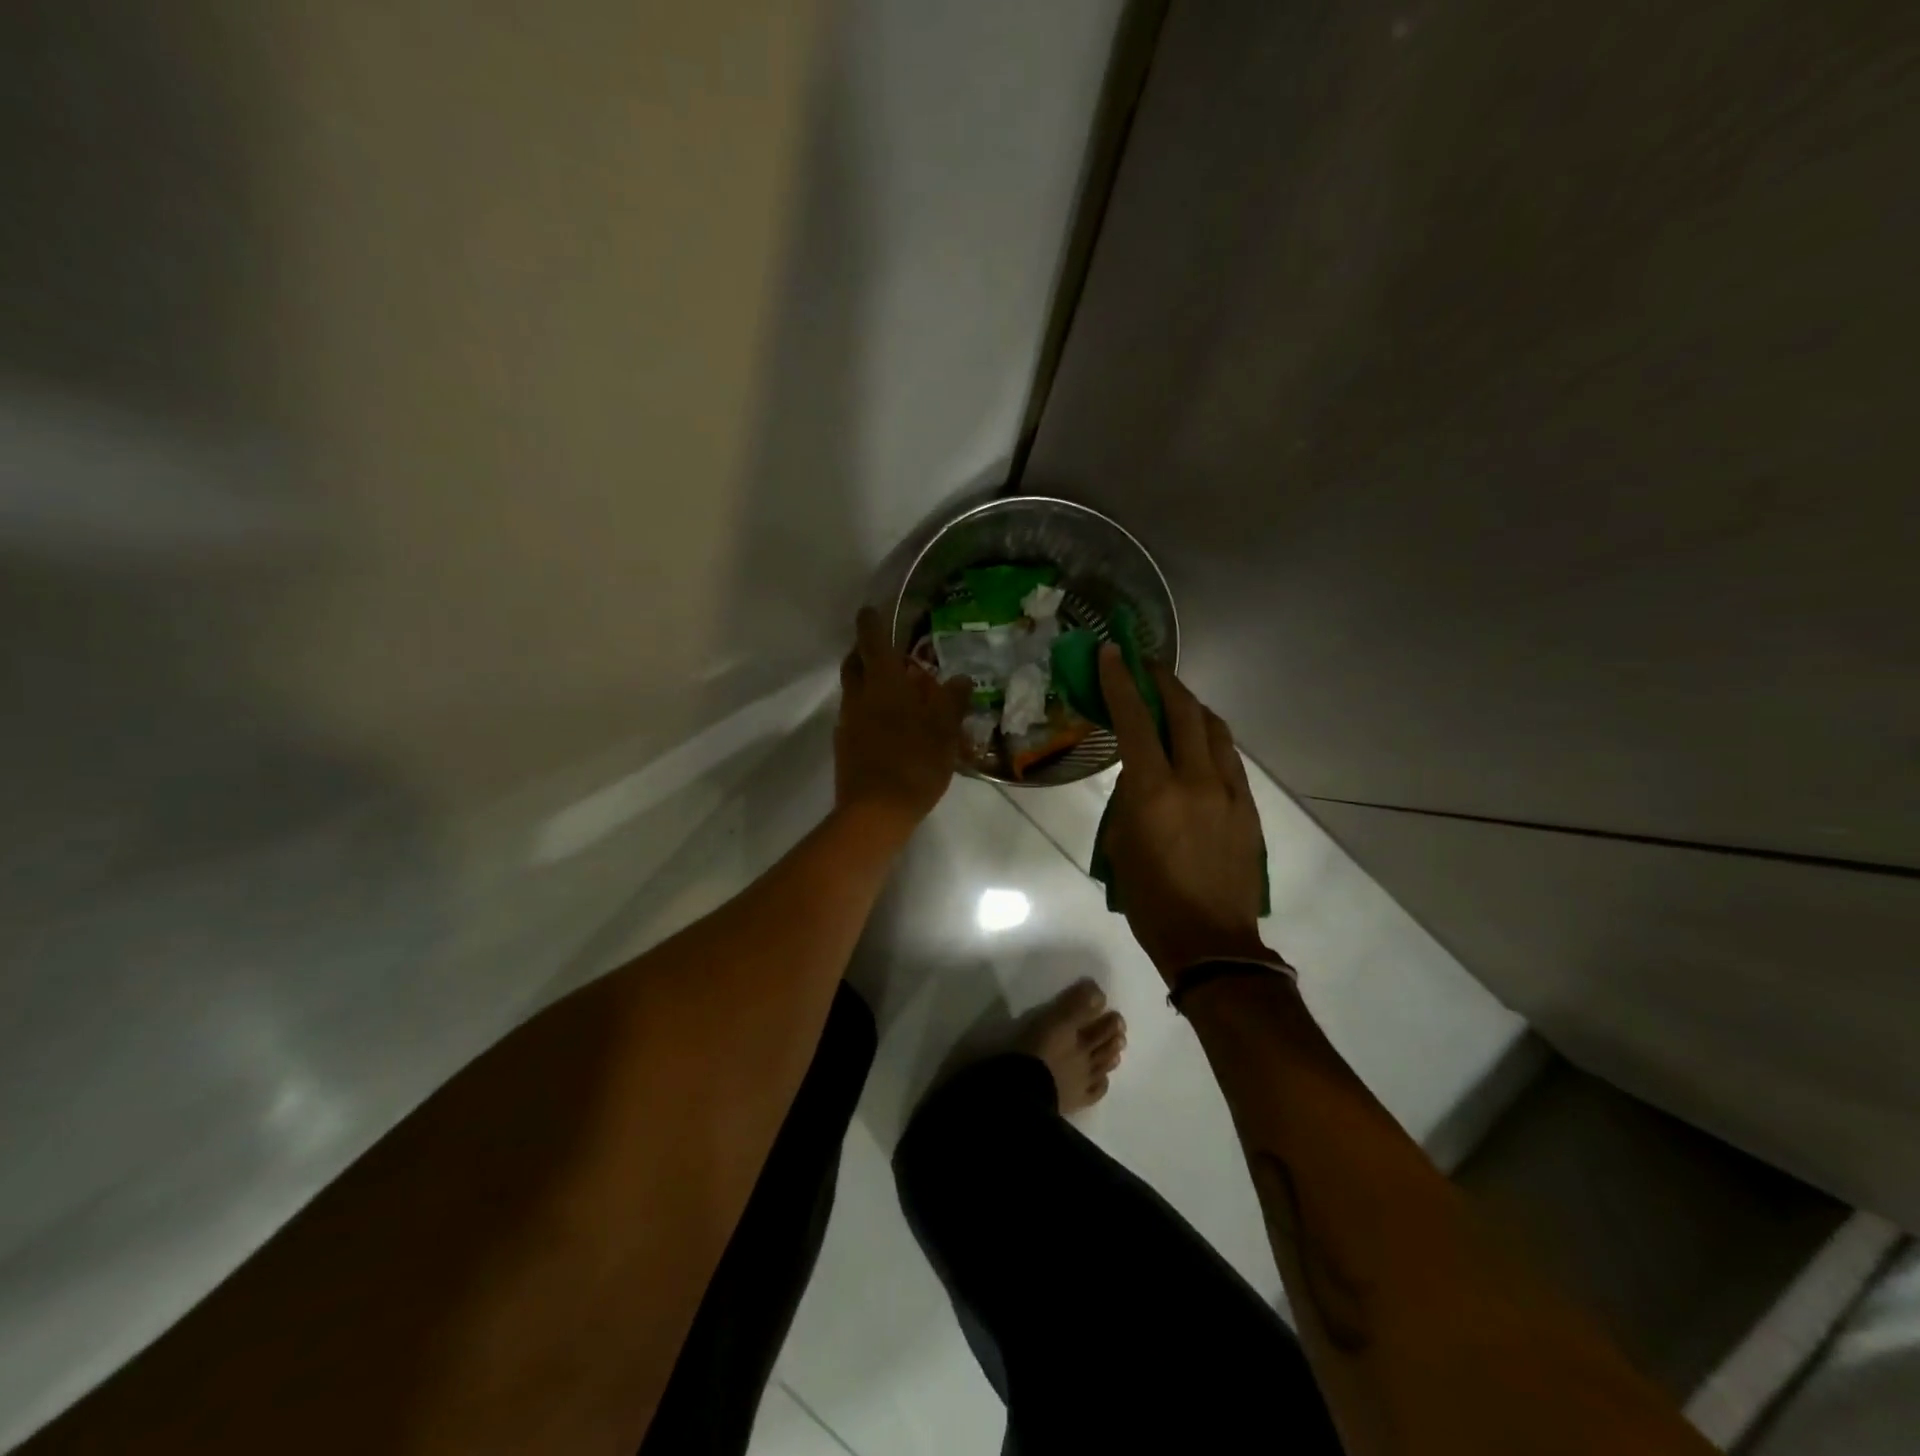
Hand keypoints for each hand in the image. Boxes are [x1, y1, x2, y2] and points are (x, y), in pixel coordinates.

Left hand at [834, 607, 971, 842]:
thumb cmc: (914, 763)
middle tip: (885, 652)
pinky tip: (888, 726)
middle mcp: (859, 696)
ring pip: (853, 691)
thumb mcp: (944, 732)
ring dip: (867, 683)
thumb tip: (960, 679)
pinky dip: (867, 711)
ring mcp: (847, 722)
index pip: (872, 640)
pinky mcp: (844, 746)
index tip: (871, 610)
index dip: (871, 622)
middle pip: (854, 663)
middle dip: (864, 652)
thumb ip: (952, 702)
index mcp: (883, 684)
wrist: (875, 811)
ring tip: (894, 692)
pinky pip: (854, 717)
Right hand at [1099, 646, 1270, 981]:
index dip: (1121, 682)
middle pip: (1185, 712)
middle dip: (1164, 682)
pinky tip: (1202, 743)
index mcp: (1155, 792)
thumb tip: (1139, 775)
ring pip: (1216, 730)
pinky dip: (1212, 740)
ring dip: (1194, 707)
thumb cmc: (1151, 901)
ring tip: (1178, 701)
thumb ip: (1128, 801)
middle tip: (1149, 667)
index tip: (1113, 652)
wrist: (1211, 943)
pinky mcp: (1249, 808)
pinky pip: (1230, 759)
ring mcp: (1229, 792)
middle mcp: (1196, 781)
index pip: (1136, 721)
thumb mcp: (1119, 847)